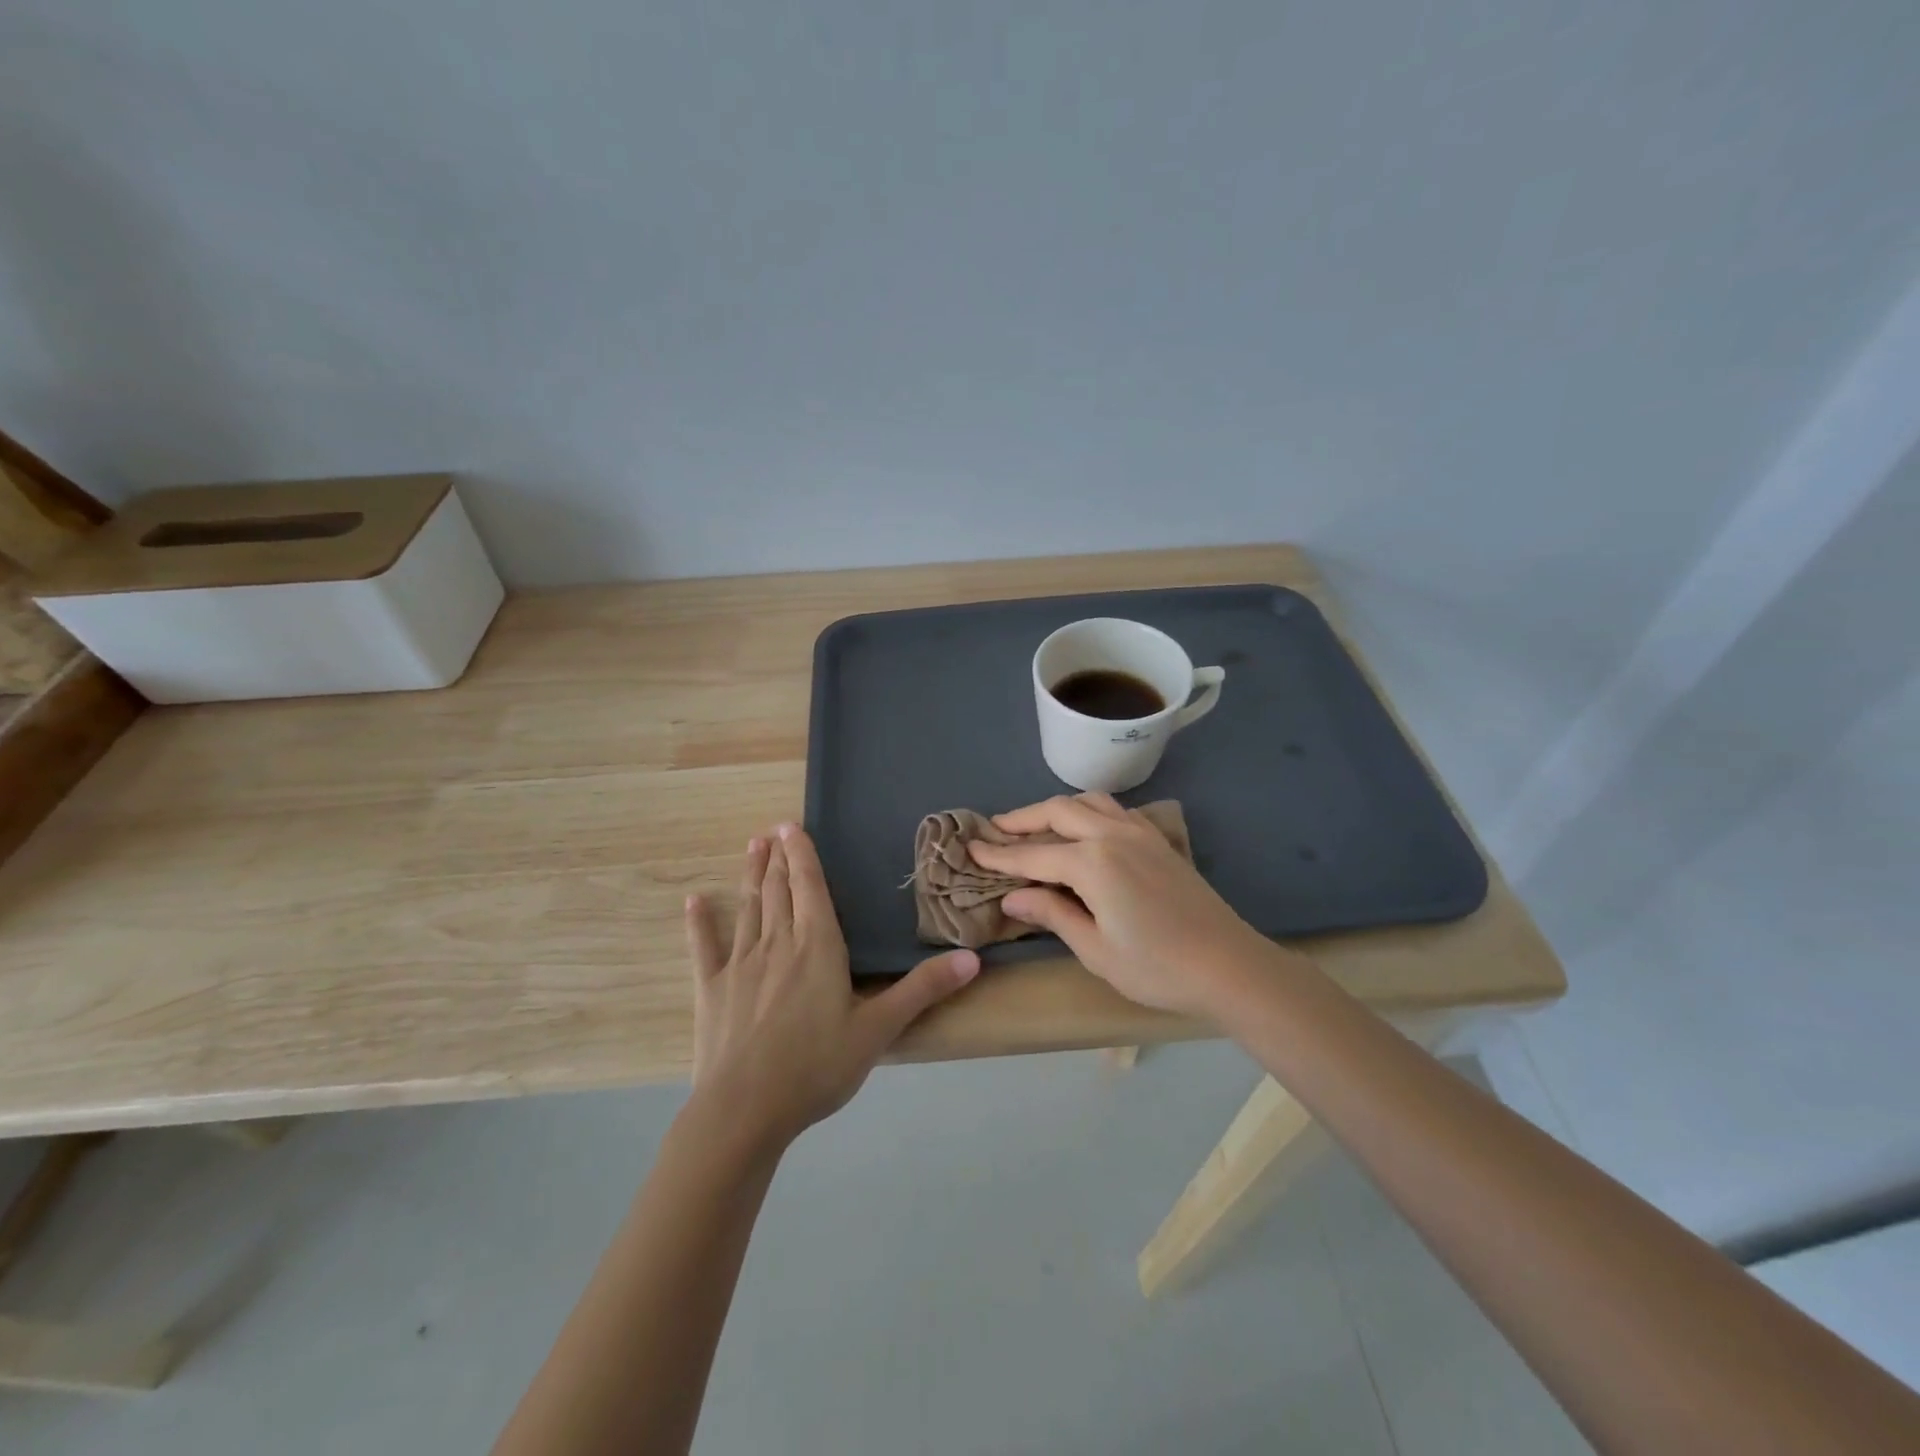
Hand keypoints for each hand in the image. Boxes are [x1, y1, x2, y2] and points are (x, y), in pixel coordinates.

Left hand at [683, 823, 978, 1150]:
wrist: (744, 1110)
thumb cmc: (816, 1066)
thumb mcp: (879, 1029)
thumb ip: (922, 989)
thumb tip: (972, 958)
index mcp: (817, 945)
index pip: (809, 887)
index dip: (802, 854)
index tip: (791, 825)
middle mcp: (777, 943)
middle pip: (777, 890)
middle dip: (777, 858)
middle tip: (772, 831)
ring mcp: (739, 964)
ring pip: (748, 908)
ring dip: (750, 876)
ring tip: (751, 848)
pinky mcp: (711, 989)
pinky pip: (705, 947)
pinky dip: (700, 923)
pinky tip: (693, 901)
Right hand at [966, 794, 1274, 1016]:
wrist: (1228, 965)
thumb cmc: (1157, 968)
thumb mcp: (1095, 950)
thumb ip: (1052, 914)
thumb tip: (1012, 897)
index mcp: (1093, 862)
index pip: (1033, 855)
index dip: (999, 855)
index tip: (970, 849)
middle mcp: (1112, 834)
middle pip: (1057, 812)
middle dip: (1022, 820)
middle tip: (995, 830)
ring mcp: (1139, 832)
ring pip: (1087, 802)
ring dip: (1055, 809)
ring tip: (1034, 826)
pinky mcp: (1157, 840)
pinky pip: (1113, 810)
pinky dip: (1087, 811)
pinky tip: (1083, 831)